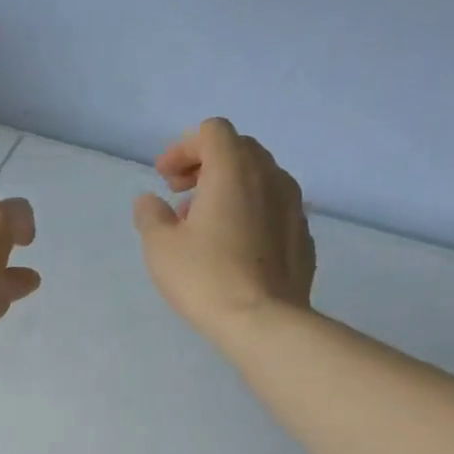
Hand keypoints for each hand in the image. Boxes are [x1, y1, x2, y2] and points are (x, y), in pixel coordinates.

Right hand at [133, 117, 314, 342]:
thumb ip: (151, 215)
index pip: (212, 132)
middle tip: (181, 194)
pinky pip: (274, 208)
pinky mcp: (303, 235)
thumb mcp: (160, 247)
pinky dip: (251, 211)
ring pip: (261, 177)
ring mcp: (293, 206)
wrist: (263, 321)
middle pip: (240, 149)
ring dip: (230, 188)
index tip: (164, 179)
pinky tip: (234, 246)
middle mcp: (270, 177)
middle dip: (207, 164)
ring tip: (205, 223)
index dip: (183, 148)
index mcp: (233, 171)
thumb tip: (150, 201)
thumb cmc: (205, 278)